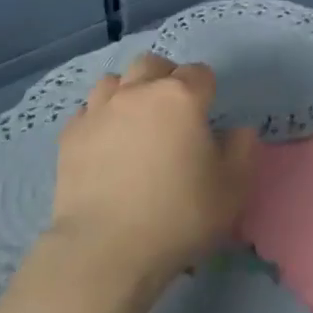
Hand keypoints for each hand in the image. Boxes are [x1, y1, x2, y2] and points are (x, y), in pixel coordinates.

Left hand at [49, 54, 258, 294]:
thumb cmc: (179, 216)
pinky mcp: (70, 135)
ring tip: (136, 121)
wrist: (107, 249)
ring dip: (129, 91)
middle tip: (173, 111)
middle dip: (166, 78)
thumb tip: (237, 130)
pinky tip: (106, 142)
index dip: (208, 90)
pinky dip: (101, 118)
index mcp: (180, 97)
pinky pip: (88, 110)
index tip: (208, 116)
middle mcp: (137, 92)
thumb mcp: (232, 189)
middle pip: (153, 64)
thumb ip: (242, 150)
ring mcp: (98, 111)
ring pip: (114, 80)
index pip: (200, 73)